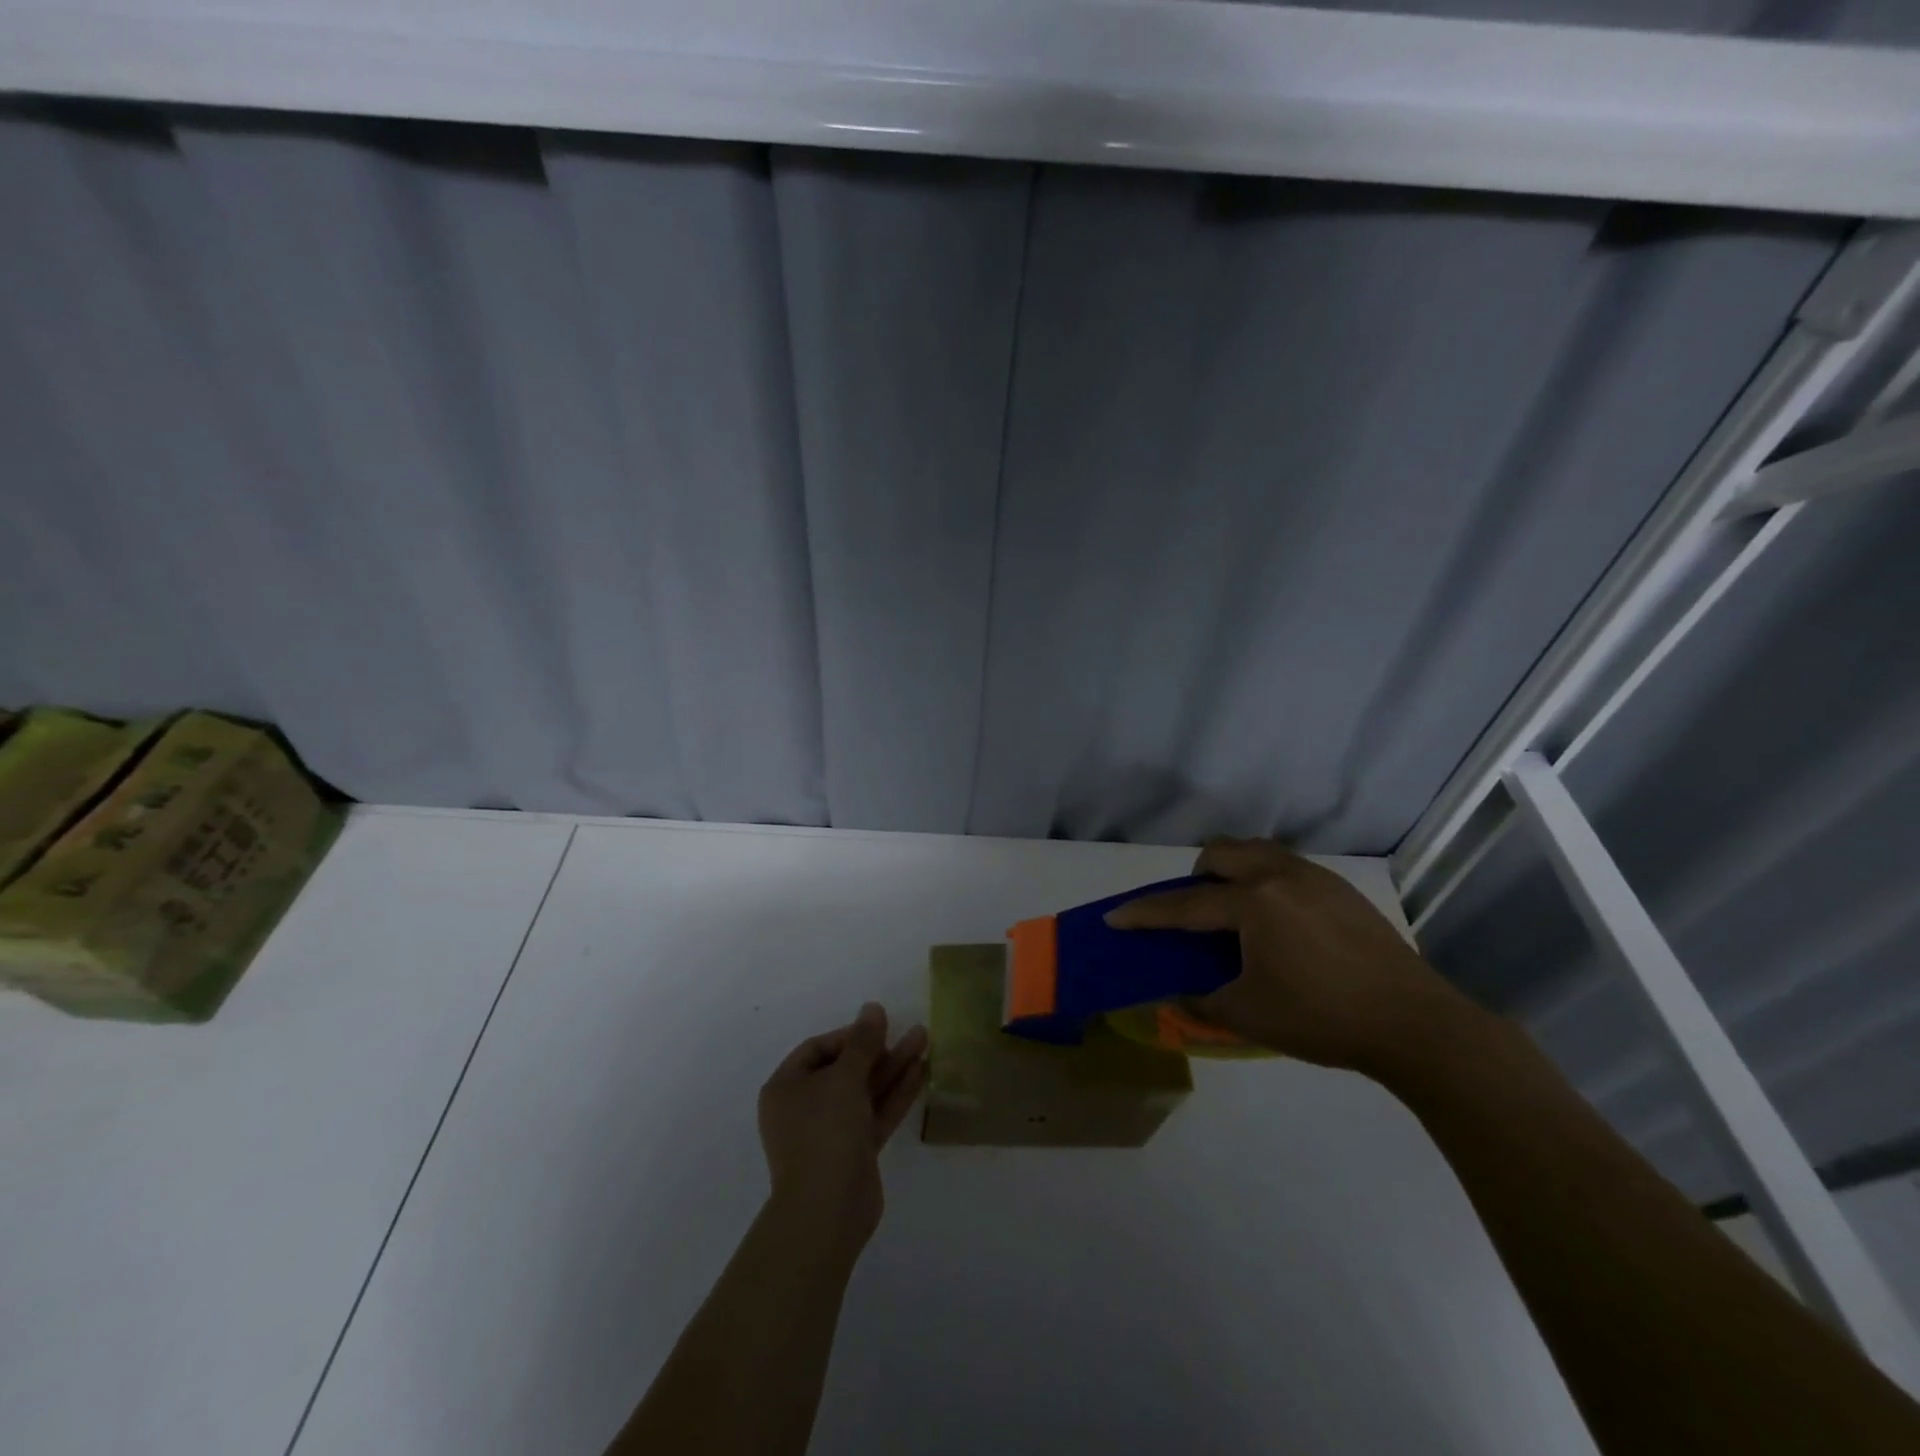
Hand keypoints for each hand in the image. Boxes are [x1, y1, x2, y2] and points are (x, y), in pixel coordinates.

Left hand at [757, 1002, 927, 1257]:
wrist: (827, 1209)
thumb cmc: (825, 1132)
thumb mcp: (844, 1078)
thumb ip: (863, 1042)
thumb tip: (872, 1008)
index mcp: (786, 1088)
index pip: (818, 1049)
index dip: (849, 1035)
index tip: (878, 1029)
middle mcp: (805, 1107)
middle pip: (845, 1069)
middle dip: (879, 1050)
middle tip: (911, 1032)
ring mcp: (830, 1131)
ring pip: (865, 1091)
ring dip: (893, 1067)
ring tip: (924, 1040)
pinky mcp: (855, 1151)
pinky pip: (875, 1113)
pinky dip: (895, 1093)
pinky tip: (921, 1072)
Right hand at [1105, 837, 1475, 1073]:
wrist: (1415, 1024)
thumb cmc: (1323, 1019)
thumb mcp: (1249, 1016)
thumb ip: (1202, 1001)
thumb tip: (1177, 994)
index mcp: (1255, 904)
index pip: (1186, 905)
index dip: (1146, 914)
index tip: (1116, 917)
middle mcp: (1280, 876)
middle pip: (1222, 853)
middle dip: (1195, 876)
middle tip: (1196, 913)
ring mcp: (1315, 878)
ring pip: (1257, 851)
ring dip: (1232, 871)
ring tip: (1236, 912)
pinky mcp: (1341, 890)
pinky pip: (1286, 866)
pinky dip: (1265, 880)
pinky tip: (1279, 922)